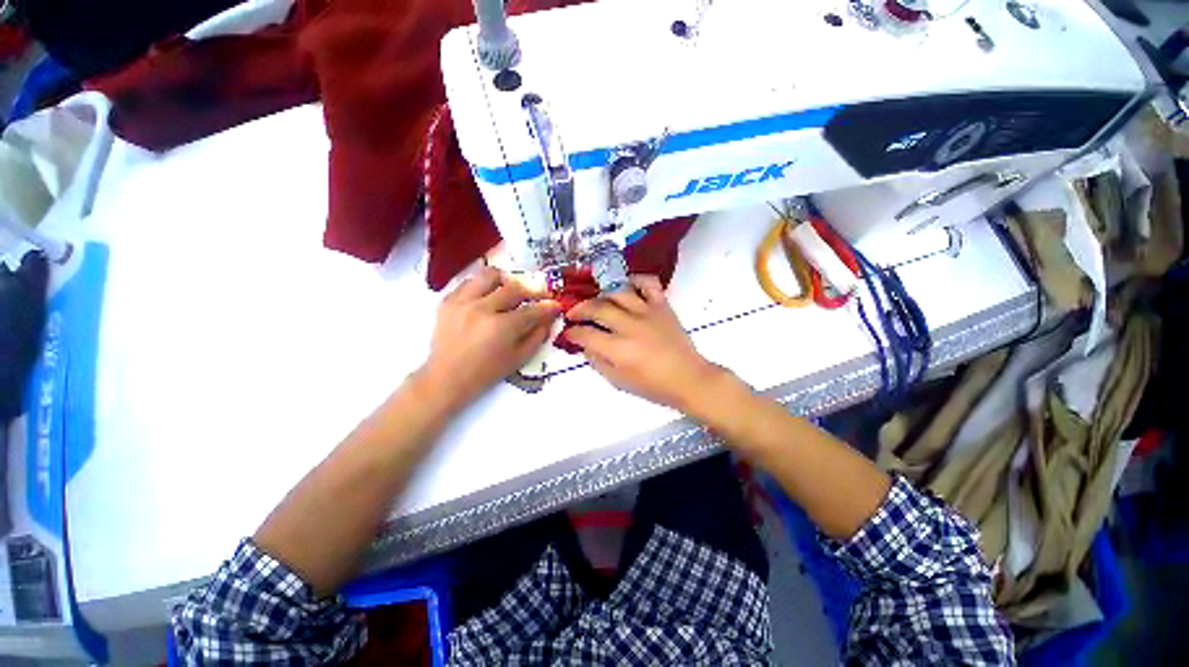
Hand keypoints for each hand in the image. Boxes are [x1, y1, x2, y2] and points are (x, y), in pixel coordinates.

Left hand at [418, 267, 559, 408]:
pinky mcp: (447, 301)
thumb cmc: (486, 372)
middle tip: (537, 297)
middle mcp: (482, 309)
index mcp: (501, 327)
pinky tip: (486, 298)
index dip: (547, 307)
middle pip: (513, 289)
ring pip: (489, 276)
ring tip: (507, 292)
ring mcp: (462, 302)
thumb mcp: (518, 358)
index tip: (556, 304)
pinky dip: (481, 287)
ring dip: (504, 282)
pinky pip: (468, 282)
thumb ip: (537, 336)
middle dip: (531, 292)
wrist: (446, 378)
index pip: (532, 310)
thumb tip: (548, 317)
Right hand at [564, 275, 723, 410]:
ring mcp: (647, 312)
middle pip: (597, 308)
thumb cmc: (653, 385)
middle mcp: (630, 326)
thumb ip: (598, 361)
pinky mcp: (662, 305)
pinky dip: (635, 279)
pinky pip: (648, 283)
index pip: (585, 334)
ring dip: (601, 294)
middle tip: (574, 313)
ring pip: (617, 292)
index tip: (568, 332)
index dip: (571, 332)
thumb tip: (585, 345)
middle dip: (579, 309)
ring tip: (597, 300)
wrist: (688, 378)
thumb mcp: (618, 381)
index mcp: (618, 349)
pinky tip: (626, 286)